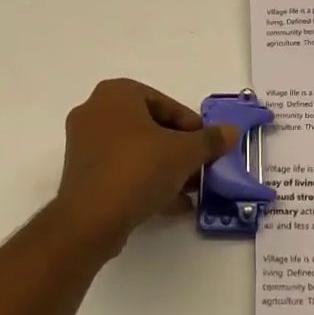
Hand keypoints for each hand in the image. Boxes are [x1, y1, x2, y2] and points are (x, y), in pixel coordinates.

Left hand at [53, 79, 237, 252]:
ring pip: (137, 151)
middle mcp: (96, 111)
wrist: (90, 221)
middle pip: (151, 127)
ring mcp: (84, 143)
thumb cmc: (138, 170)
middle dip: (179, 150)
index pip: (166, 105)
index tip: (208, 148)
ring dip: (165, 168)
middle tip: (200, 168)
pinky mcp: (81, 174)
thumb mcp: (183, 153)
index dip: (193, 128)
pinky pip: (121, 170)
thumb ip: (209, 140)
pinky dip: (146, 182)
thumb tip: (231, 131)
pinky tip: (172, 205)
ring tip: (191, 190)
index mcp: (117, 93)